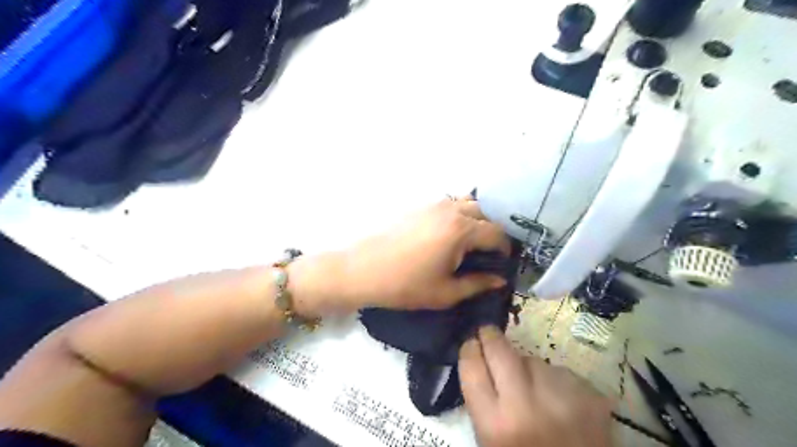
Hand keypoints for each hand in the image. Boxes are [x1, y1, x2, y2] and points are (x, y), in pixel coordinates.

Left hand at [312, 195, 509, 310]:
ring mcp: (433, 204)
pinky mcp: (419, 205)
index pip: (497, 233)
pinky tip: (449, 233)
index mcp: (461, 230)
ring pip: (467, 203)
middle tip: (488, 253)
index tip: (502, 263)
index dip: (505, 249)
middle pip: (485, 213)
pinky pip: (448, 203)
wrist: (362, 270)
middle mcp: (451, 210)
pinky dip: (458, 214)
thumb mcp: (446, 292)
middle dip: (492, 231)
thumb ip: (478, 283)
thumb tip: (500, 279)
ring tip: (471, 241)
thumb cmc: (405, 285)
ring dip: (476, 219)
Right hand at [458, 325, 611, 445]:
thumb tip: (479, 360)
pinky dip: (558, 382)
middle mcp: (525, 406)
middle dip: (490, 336)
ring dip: (529, 368)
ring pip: (534, 360)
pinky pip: (562, 372)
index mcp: (495, 425)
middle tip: (489, 334)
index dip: (469, 349)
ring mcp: (561, 397)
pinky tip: (563, 401)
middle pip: (499, 350)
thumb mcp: (492, 440)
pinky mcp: (590, 395)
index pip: (472, 367)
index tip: (471, 343)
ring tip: (536, 391)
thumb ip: (483, 403)